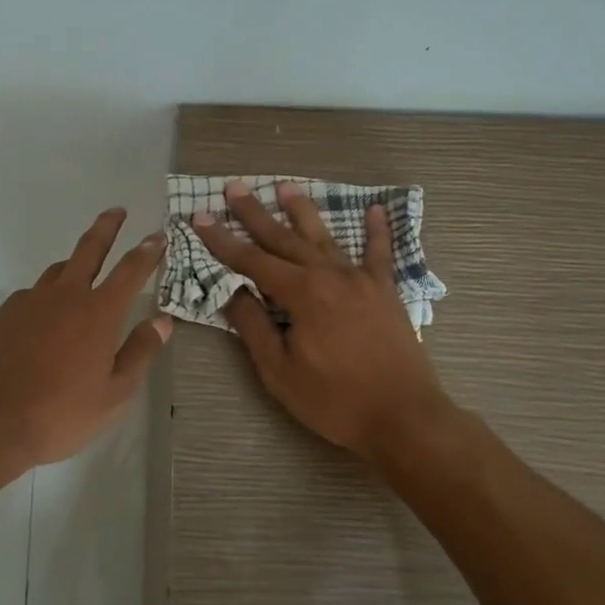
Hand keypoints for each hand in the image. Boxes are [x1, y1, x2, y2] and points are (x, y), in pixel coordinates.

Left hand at [0, 209, 173, 470]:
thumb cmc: (60, 414)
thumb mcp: (115, 394)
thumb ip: (141, 352)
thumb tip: (162, 321)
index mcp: (98, 313)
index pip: (131, 270)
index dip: (147, 250)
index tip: (158, 235)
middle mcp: (64, 297)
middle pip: (89, 250)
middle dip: (106, 227)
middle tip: (116, 211)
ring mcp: (28, 303)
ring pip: (57, 272)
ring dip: (75, 264)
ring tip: (83, 270)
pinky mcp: (2, 316)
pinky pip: (31, 296)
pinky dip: (46, 297)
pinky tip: (44, 318)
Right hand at [192, 181, 448, 462]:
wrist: (403, 417)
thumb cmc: (335, 400)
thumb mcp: (280, 371)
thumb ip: (254, 327)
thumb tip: (232, 291)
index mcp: (302, 294)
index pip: (252, 261)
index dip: (223, 241)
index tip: (201, 217)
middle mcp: (330, 276)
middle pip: (285, 238)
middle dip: (256, 214)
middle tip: (235, 188)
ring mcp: (362, 280)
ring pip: (325, 238)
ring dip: (303, 211)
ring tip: (286, 186)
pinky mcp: (386, 292)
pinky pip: (380, 253)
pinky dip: (378, 231)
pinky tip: (376, 209)